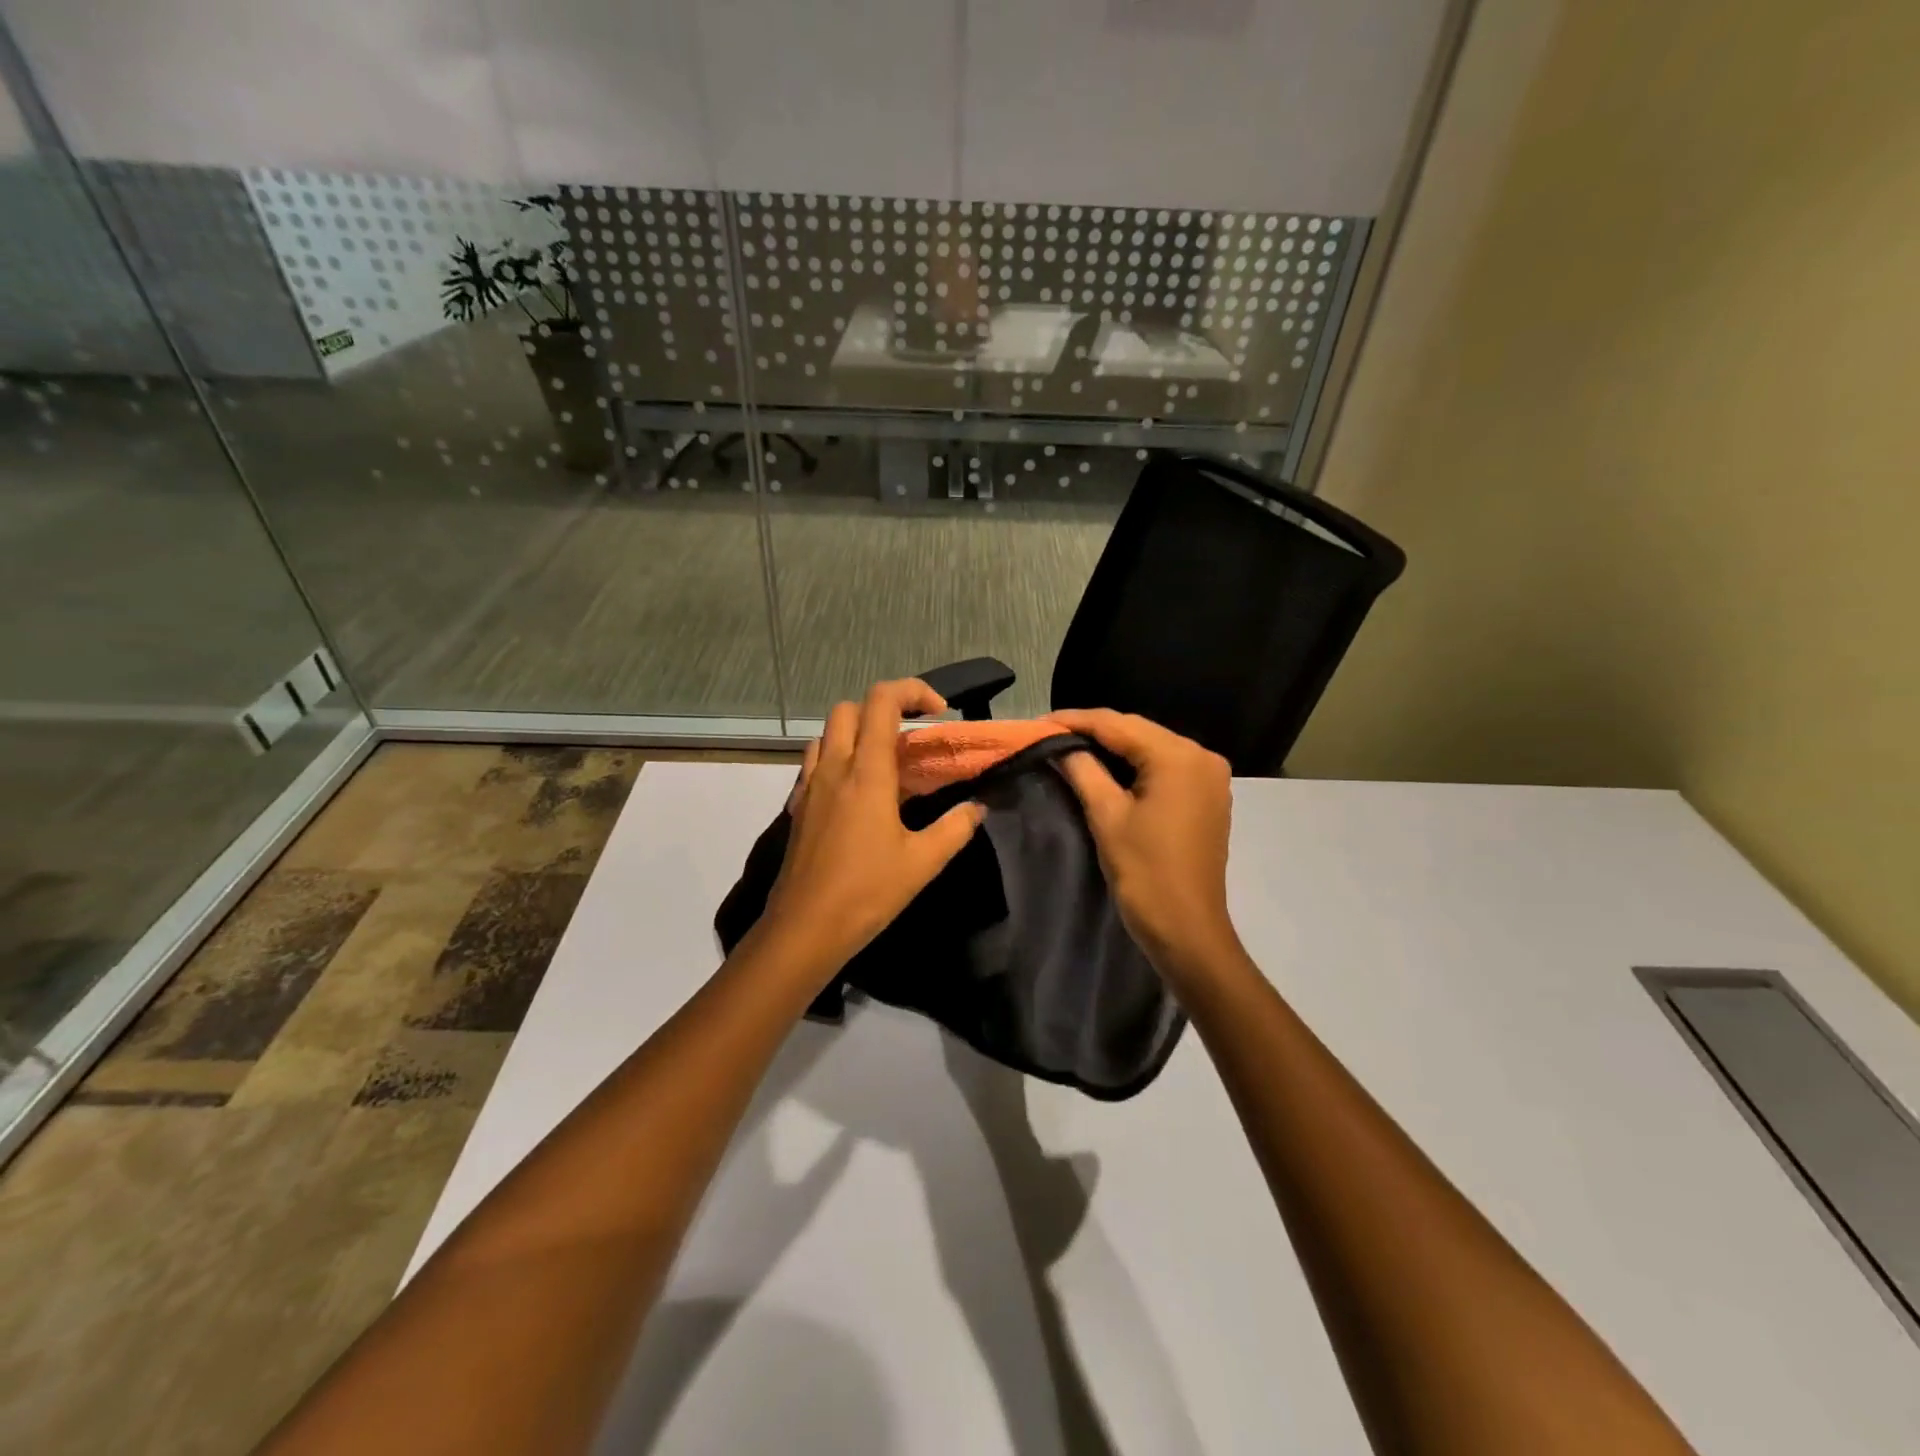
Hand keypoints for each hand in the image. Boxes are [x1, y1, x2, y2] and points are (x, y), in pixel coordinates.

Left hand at [760, 679, 985, 980]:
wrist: (804, 929)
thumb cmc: (867, 892)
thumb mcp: (923, 862)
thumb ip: (956, 828)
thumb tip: (977, 807)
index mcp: (867, 772)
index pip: (882, 701)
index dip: (913, 691)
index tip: (940, 712)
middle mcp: (834, 768)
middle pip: (849, 709)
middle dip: (883, 708)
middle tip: (912, 736)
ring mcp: (810, 786)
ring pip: (827, 734)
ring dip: (857, 732)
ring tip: (885, 763)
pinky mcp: (798, 807)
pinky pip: (815, 763)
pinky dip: (838, 759)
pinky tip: (857, 794)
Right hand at [1047, 709, 1243, 991]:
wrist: (1187, 930)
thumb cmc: (1145, 873)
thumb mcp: (1106, 816)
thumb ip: (1082, 770)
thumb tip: (1059, 745)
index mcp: (1179, 757)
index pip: (1118, 725)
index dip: (1075, 720)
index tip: (1038, 722)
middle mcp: (1201, 756)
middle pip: (1138, 732)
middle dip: (1093, 731)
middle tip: (1049, 733)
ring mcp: (1209, 777)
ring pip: (1151, 748)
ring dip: (1113, 746)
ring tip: (1069, 746)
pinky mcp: (1208, 797)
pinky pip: (1165, 767)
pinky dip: (1135, 765)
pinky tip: (1105, 767)